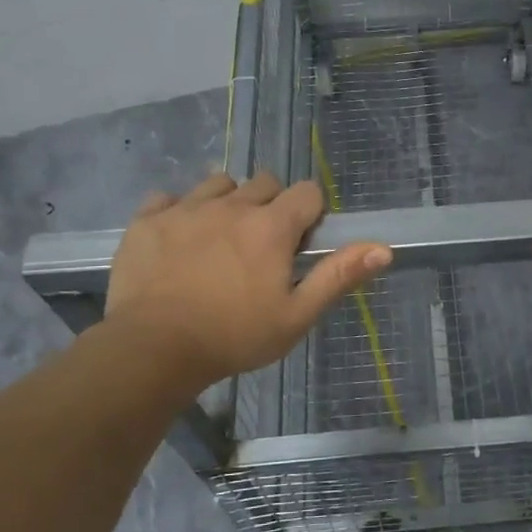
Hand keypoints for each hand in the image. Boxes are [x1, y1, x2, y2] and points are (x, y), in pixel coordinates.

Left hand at [100, 171, 390, 390]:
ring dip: (227, 203)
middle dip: (271, 206)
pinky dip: (178, 212)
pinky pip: (168, 198)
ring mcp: (185, 208)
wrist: (152, 349)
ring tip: (220, 239)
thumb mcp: (296, 315)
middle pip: (264, 182)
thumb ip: (338, 276)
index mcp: (271, 226)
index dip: (310, 213)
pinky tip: (178, 241)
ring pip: (218, 184)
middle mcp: (231, 205)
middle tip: (261, 247)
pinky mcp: (147, 220)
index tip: (299, 244)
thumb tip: (383, 249)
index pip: (307, 192)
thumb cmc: (233, 337)